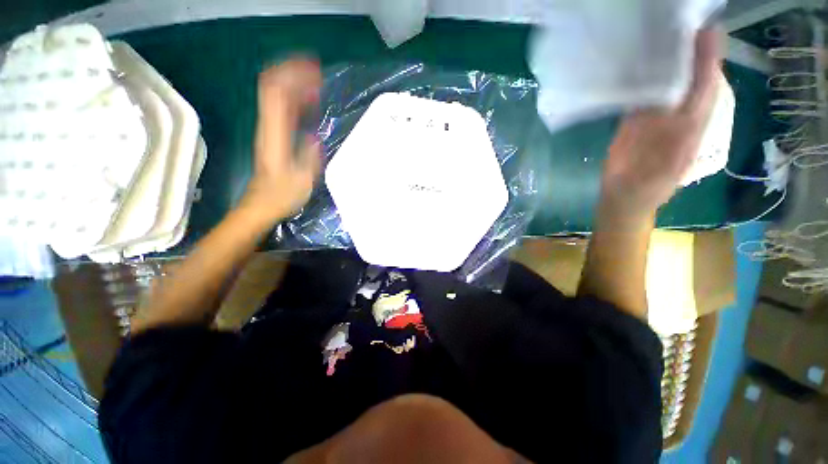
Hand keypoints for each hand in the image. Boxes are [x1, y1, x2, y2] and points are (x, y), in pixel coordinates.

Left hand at [239, 58, 322, 224]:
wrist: (260, 205)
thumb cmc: (282, 196)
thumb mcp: (302, 180)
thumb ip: (309, 157)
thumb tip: (315, 136)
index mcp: (274, 135)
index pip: (278, 94)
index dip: (294, 76)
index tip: (315, 72)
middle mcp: (268, 126)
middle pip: (273, 87)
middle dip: (293, 73)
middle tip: (318, 73)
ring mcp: (268, 129)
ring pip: (275, 95)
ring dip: (294, 83)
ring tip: (316, 82)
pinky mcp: (272, 135)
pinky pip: (281, 109)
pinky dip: (294, 99)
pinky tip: (309, 101)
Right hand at [599, 27, 721, 223]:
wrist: (624, 198)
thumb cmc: (647, 189)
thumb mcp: (665, 171)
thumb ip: (672, 142)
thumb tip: (672, 111)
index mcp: (691, 130)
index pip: (704, 90)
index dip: (708, 63)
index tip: (708, 34)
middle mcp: (677, 117)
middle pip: (690, 81)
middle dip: (693, 53)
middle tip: (688, 24)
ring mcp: (655, 119)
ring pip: (667, 85)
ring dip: (668, 62)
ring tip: (666, 35)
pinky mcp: (635, 123)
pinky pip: (642, 96)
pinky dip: (643, 79)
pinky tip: (641, 63)